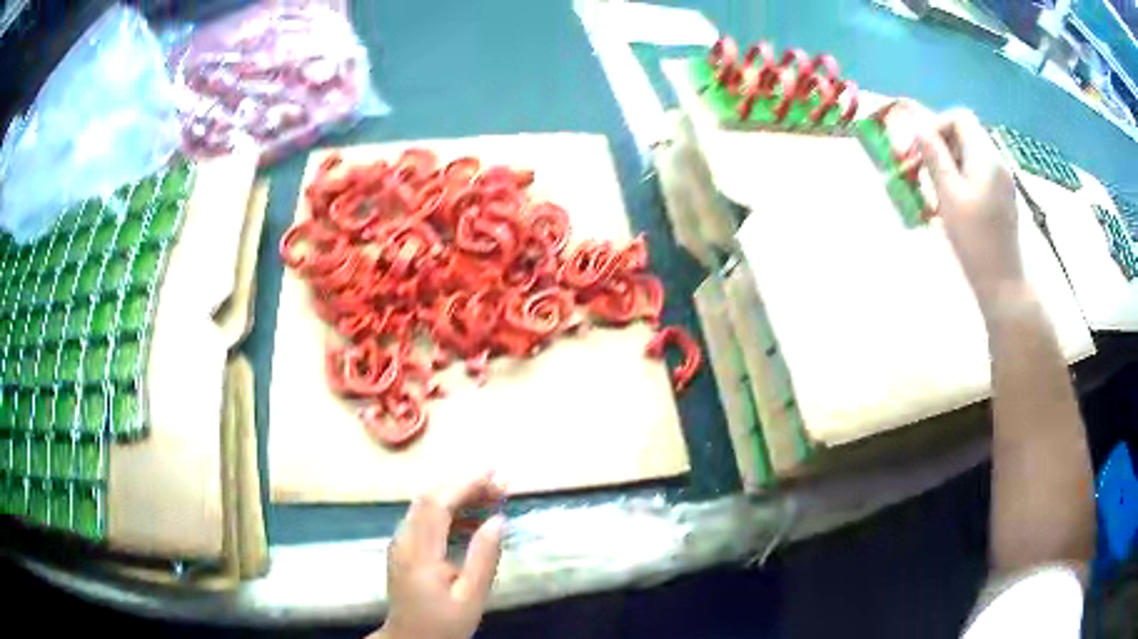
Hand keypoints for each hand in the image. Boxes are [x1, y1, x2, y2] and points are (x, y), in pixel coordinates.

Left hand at [371, 473, 506, 638]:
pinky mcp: (404, 547)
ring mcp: (401, 542)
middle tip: (500, 482)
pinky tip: (472, 517)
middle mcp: (404, 539)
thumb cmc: (443, 623)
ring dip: (457, 494)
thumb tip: (498, 520)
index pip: (438, 504)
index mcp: (419, 552)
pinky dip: (449, 509)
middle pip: (429, 498)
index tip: (495, 475)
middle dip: (464, 484)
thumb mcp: (471, 597)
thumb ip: (483, 557)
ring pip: (426, 505)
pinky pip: (425, 517)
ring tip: (492, 495)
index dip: (465, 484)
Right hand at [916, 108, 1025, 315]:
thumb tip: (918, 127)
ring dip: (950, 160)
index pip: (959, 118)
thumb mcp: (948, 195)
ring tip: (936, 186)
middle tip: (923, 167)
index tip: (919, 148)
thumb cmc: (975, 240)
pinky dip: (963, 175)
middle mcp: (997, 161)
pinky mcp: (1003, 197)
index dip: (936, 125)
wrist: (1003, 283)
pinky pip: (979, 172)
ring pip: (972, 153)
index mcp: (985, 156)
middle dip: (941, 143)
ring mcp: (1002, 180)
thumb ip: (934, 156)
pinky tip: (954, 200)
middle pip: (966, 133)